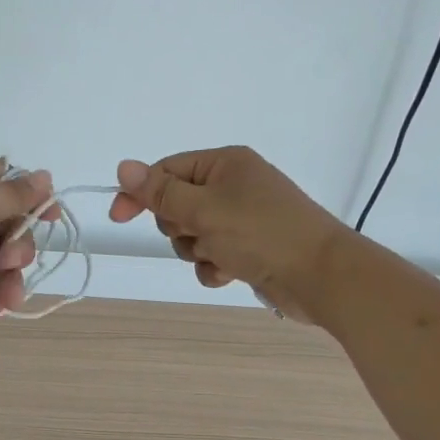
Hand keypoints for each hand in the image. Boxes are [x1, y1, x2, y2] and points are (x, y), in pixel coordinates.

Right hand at [107, 147, 345, 320]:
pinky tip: (230, 273)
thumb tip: (123, 166)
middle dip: (180, 227)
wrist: (322, 276)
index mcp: (224, 164)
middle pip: (177, 205)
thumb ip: (160, 192)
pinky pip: (212, 256)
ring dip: (198, 251)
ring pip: (192, 235)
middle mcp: (233, 186)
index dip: (141, 193)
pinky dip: (215, 266)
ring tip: (222, 256)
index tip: (118, 217)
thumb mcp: (203, 209)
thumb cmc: (261, 233)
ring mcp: (242, 218)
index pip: (167, 170)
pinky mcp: (249, 248)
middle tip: (200, 234)